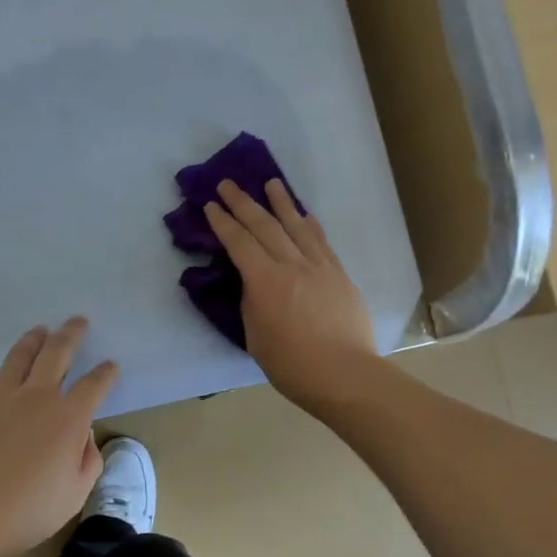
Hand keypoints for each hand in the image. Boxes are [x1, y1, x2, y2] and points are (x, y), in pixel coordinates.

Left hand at [0, 317, 117, 556]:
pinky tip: (6, 382)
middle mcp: (36, 397)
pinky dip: (6, 377)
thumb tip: (82, 435)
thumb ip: (87, 458)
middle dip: (71, 333)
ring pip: (20, 355)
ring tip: (41, 330)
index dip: (106, 373)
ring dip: (35, 339)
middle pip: (57, 351)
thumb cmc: (28, 513)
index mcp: (68, 418)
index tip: (110, 366)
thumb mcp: (76, 493)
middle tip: (78, 322)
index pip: (94, 384)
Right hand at [204, 179, 379, 410]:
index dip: (223, 222)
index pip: (239, 243)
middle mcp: (292, 265)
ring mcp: (319, 267)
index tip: (212, 205)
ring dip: (282, 202)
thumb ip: (253, 303)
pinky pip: (322, 242)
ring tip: (271, 182)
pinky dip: (310, 225)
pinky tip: (305, 215)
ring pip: (297, 226)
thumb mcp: (255, 335)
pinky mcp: (339, 275)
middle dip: (244, 203)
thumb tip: (255, 284)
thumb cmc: (291, 364)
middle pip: (265, 226)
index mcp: (265, 281)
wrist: (344, 374)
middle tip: (228, 184)